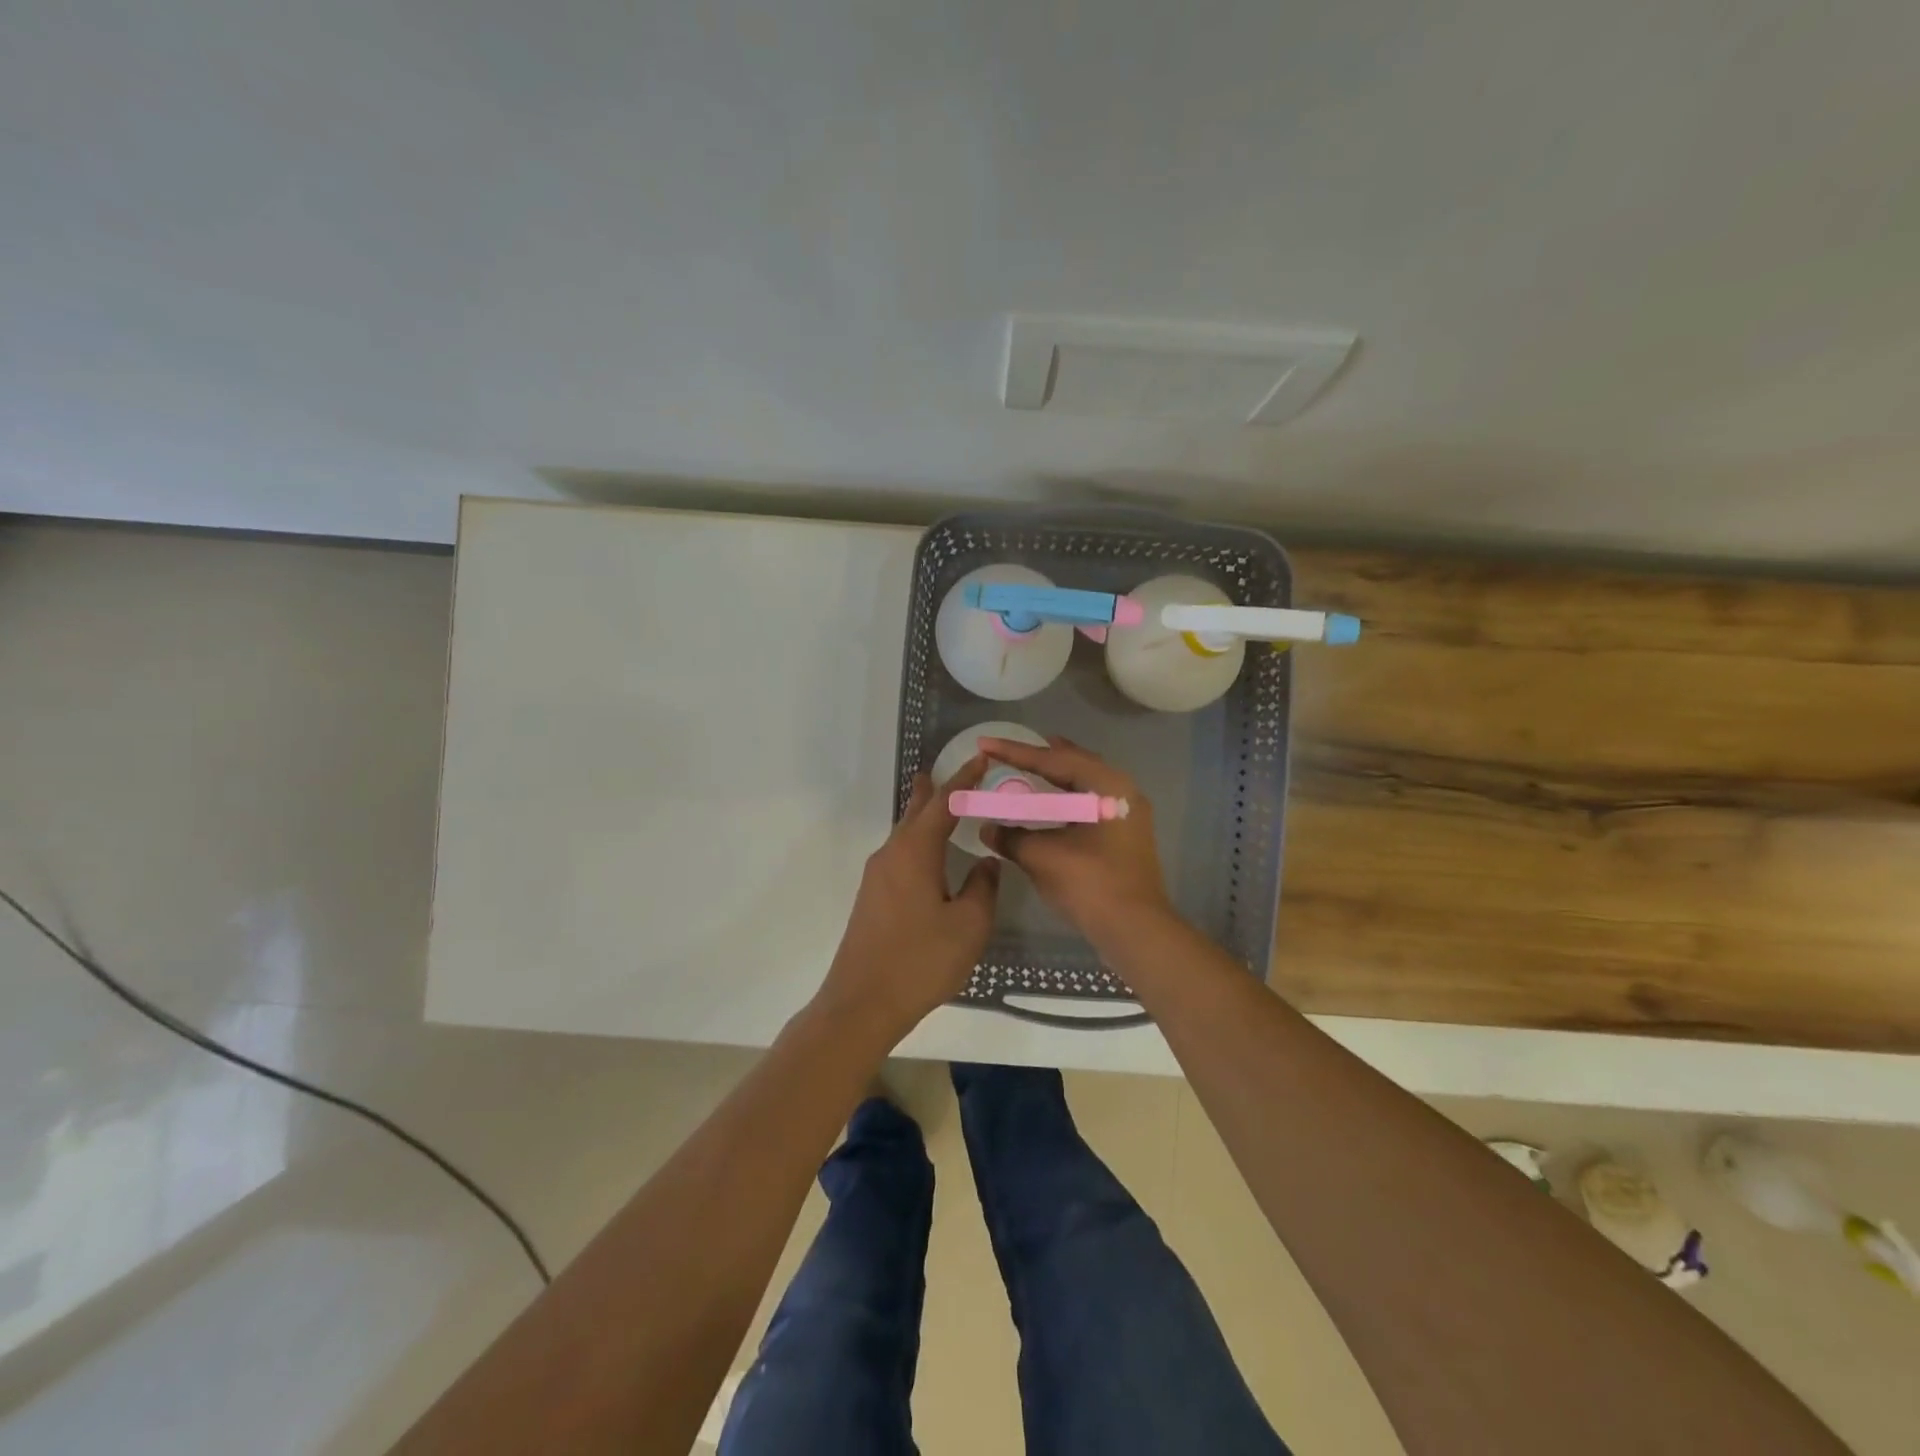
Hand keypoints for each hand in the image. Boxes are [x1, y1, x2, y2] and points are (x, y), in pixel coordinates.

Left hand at [817, 757, 999, 1040]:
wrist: (861, 1002)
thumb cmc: (921, 960)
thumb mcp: (969, 925)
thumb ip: (982, 887)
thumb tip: (985, 861)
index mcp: (915, 851)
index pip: (944, 802)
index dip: (964, 779)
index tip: (981, 759)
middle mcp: (892, 854)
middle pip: (914, 812)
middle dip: (931, 791)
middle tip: (944, 771)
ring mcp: (877, 877)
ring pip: (904, 834)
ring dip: (921, 817)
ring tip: (937, 805)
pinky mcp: (872, 898)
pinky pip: (899, 855)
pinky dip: (916, 842)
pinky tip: (927, 857)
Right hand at [978, 736, 1173, 947]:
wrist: (1135, 930)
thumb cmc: (1091, 884)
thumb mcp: (1043, 856)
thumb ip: (1012, 836)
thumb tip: (988, 828)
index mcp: (1106, 786)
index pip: (1054, 760)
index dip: (1015, 752)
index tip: (985, 743)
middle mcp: (1121, 792)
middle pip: (1075, 764)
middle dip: (1041, 756)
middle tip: (1010, 750)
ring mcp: (1126, 815)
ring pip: (1084, 784)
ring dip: (1056, 776)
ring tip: (1031, 766)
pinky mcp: (1123, 837)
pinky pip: (1088, 805)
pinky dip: (1065, 799)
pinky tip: (1049, 805)